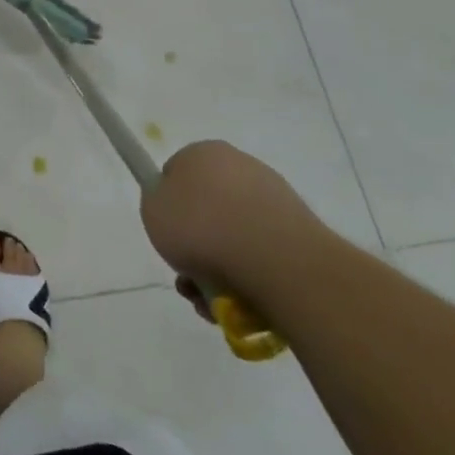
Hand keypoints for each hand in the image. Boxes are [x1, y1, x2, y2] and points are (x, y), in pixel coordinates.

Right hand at [139, 140, 325, 311]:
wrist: (276, 262)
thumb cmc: (202, 227)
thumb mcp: (152, 210)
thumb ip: (157, 202)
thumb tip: (176, 206)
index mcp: (204, 152)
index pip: (176, 173)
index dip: (167, 204)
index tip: (166, 231)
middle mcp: (241, 166)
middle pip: (207, 208)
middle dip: (195, 244)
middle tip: (187, 274)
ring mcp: (275, 198)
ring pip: (234, 236)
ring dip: (218, 268)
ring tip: (211, 300)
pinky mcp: (301, 232)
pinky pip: (262, 254)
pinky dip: (249, 277)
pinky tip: (240, 302)